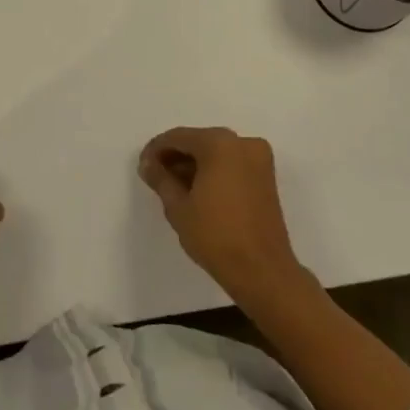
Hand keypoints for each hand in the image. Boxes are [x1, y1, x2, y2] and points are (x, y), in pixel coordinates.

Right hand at [139, 127, 303, 302]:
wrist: (263, 272)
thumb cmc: (216, 236)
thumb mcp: (178, 207)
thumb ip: (160, 179)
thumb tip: (148, 164)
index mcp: (220, 143)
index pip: (178, 137)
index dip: (156, 150)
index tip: (143, 167)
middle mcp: (242, 143)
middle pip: (199, 142)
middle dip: (176, 157)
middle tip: (156, 178)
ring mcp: (259, 159)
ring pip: (216, 153)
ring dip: (195, 165)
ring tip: (174, 188)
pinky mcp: (266, 177)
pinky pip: (232, 164)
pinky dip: (213, 172)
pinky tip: (197, 192)